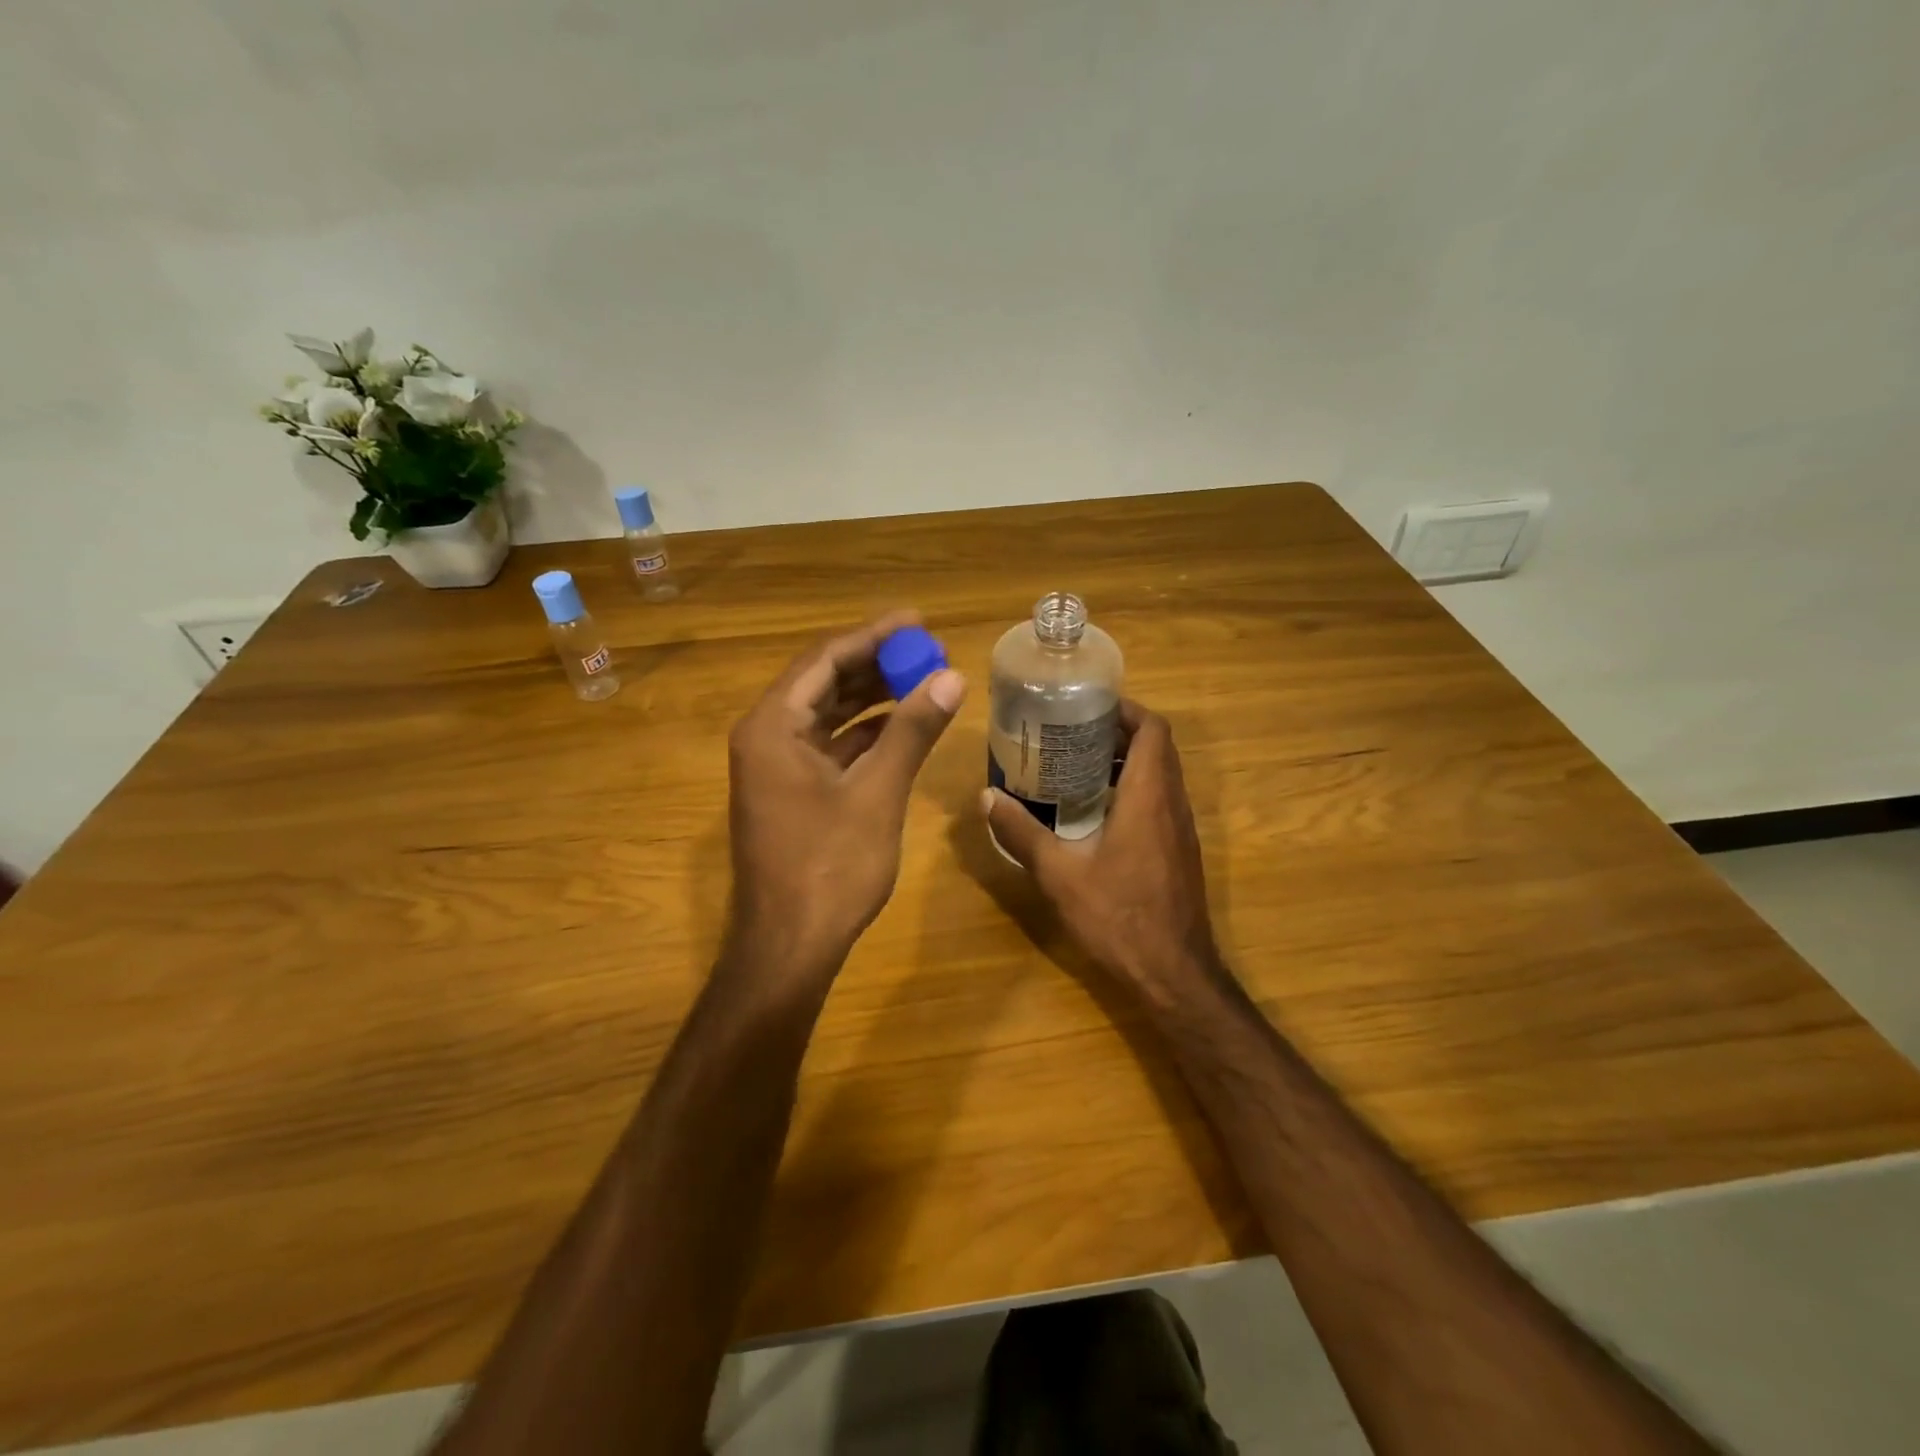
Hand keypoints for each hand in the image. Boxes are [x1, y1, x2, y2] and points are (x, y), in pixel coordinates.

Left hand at [726, 611, 965, 981]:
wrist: (790, 947)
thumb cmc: (829, 867)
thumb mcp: (877, 793)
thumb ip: (911, 731)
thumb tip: (951, 677)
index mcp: (772, 726)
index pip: (825, 659)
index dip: (873, 636)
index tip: (917, 621)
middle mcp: (765, 737)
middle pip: (823, 682)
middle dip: (875, 665)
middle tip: (926, 650)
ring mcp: (775, 768)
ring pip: (827, 715)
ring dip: (872, 698)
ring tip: (922, 681)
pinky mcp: (790, 793)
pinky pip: (830, 747)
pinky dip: (865, 735)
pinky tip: (902, 728)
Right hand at [983, 701, 1220, 1008]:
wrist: (1173, 973)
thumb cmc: (1118, 916)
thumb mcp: (1059, 874)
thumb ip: (1022, 833)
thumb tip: (987, 798)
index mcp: (1149, 796)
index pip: (1153, 729)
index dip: (1125, 709)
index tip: (1086, 706)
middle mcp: (1172, 804)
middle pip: (1156, 748)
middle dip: (1116, 732)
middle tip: (1069, 734)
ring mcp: (1181, 830)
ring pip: (1159, 776)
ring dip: (1124, 763)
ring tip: (1074, 767)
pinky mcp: (1179, 852)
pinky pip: (1159, 802)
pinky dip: (1131, 791)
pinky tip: (1092, 814)